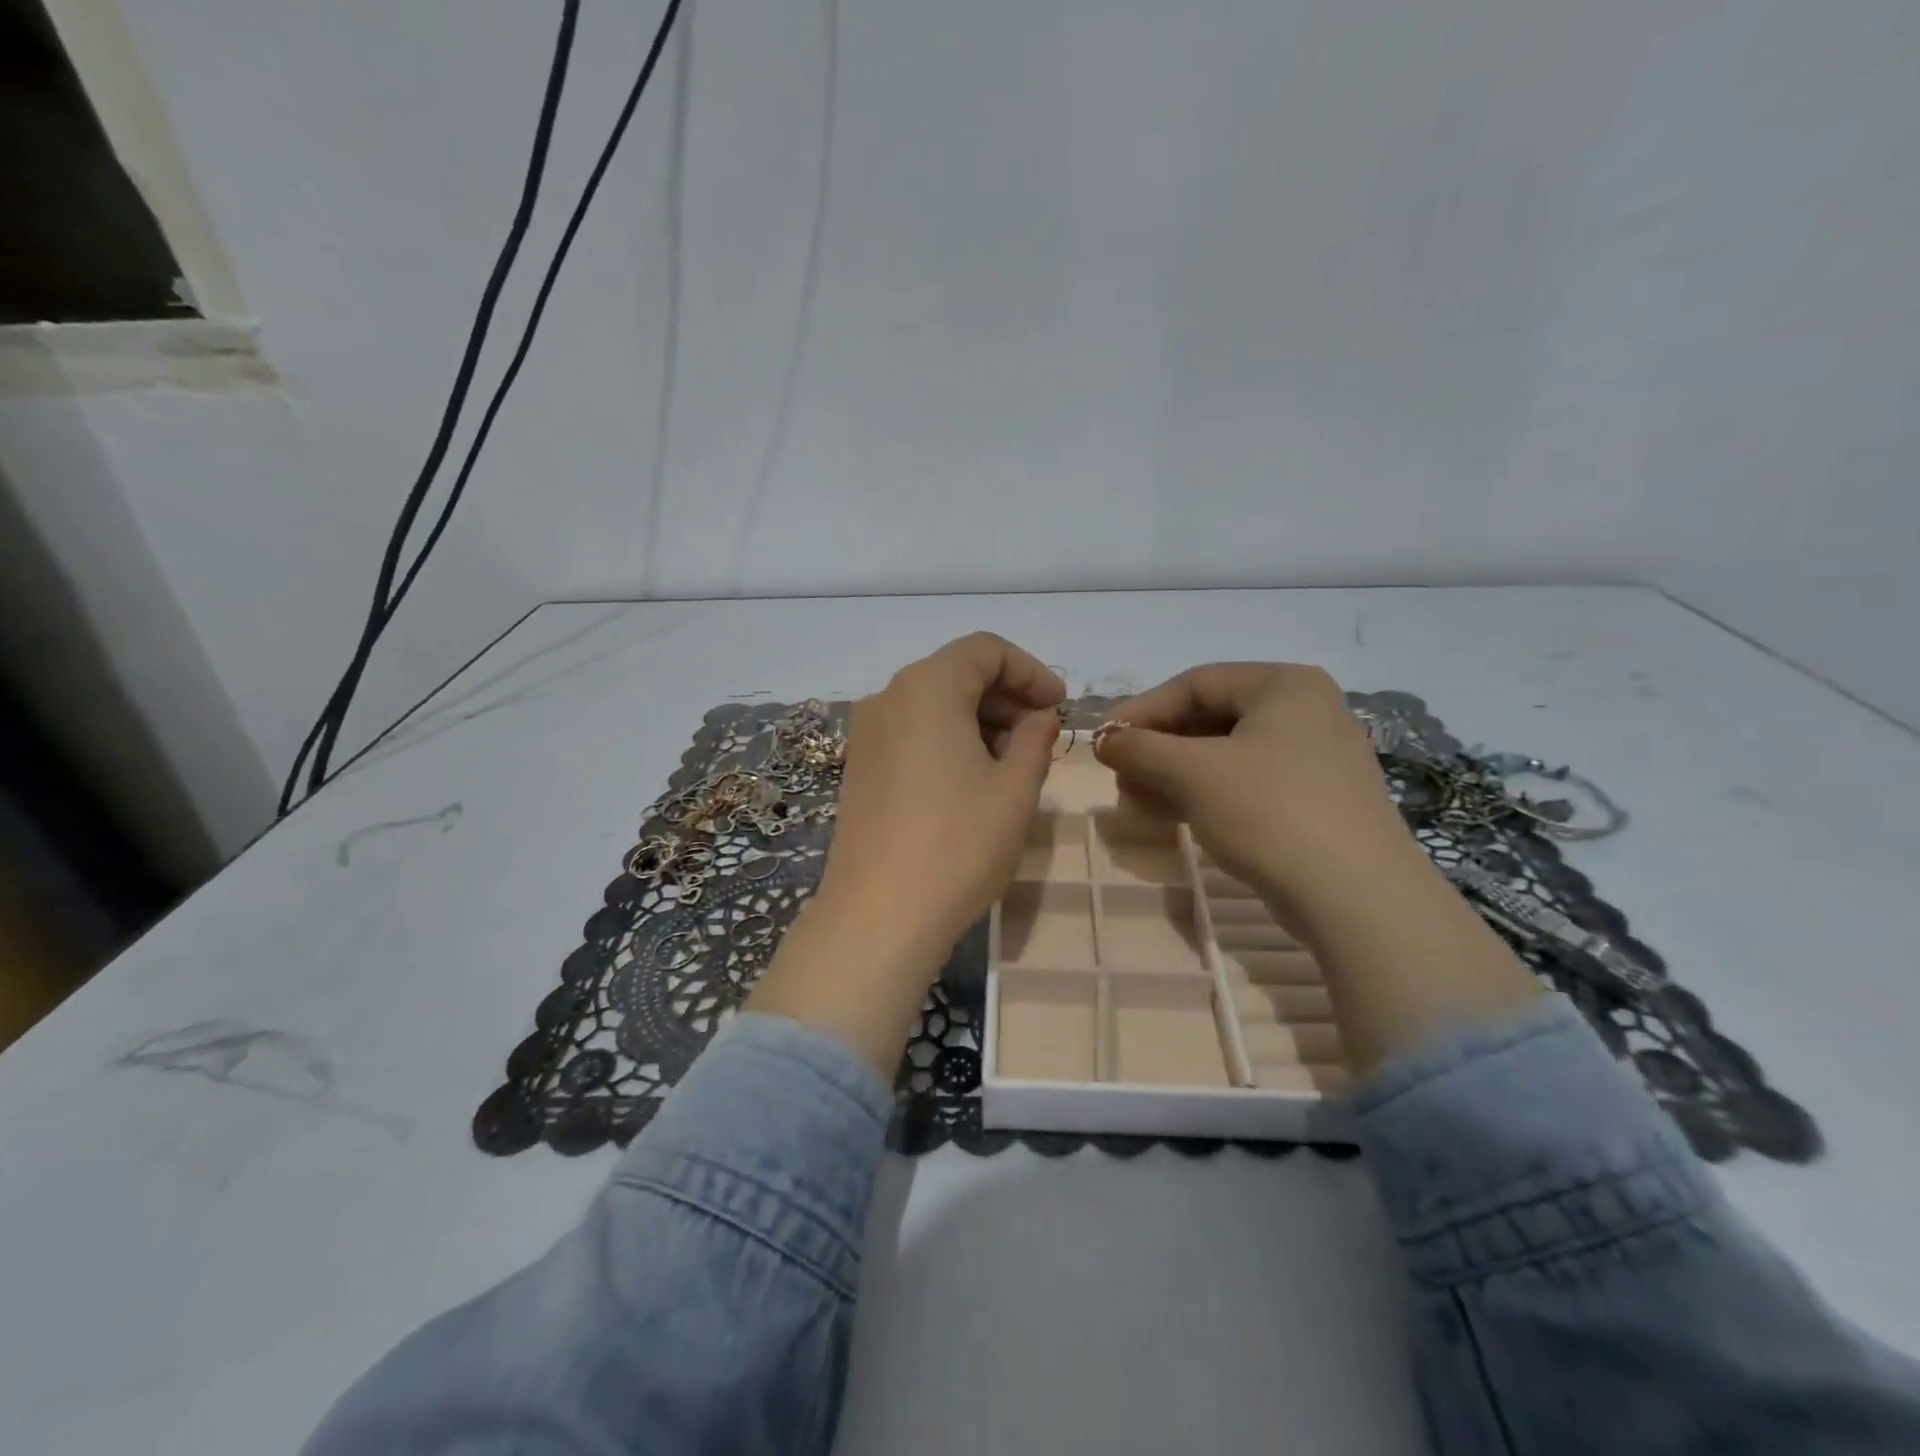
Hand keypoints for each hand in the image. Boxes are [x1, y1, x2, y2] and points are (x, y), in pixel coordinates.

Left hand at [818, 632, 1064, 952]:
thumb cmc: (958, 844)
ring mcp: (866, 734)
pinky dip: (948, 740)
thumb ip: (1034, 739)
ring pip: (933, 705)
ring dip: (979, 720)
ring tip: (1014, 763)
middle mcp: (888, 698)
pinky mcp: (859, 768)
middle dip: (1006, 697)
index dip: (1030, 671)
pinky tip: (972, 780)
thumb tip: (1037, 718)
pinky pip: (911, 733)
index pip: (984, 650)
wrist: (879, 915)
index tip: (1059, 707)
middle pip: (955, 673)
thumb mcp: (1015, 789)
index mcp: (926, 687)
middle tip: (1043, 736)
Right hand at [1095, 662, 1539, 1070]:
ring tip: (1139, 802)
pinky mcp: (1317, 800)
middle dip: (1158, 748)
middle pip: (1211, 717)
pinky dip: (1206, 794)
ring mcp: (1316, 757)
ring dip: (1175, 774)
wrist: (1356, 898)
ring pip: (1226, 754)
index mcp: (1285, 685)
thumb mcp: (1193, 773)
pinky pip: (1248, 783)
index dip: (1142, 711)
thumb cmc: (1270, 812)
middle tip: (1121, 777)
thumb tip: (1104, 740)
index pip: (1196, 683)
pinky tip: (1176, 816)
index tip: (1104, 742)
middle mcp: (1307, 711)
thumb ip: (1141, 748)